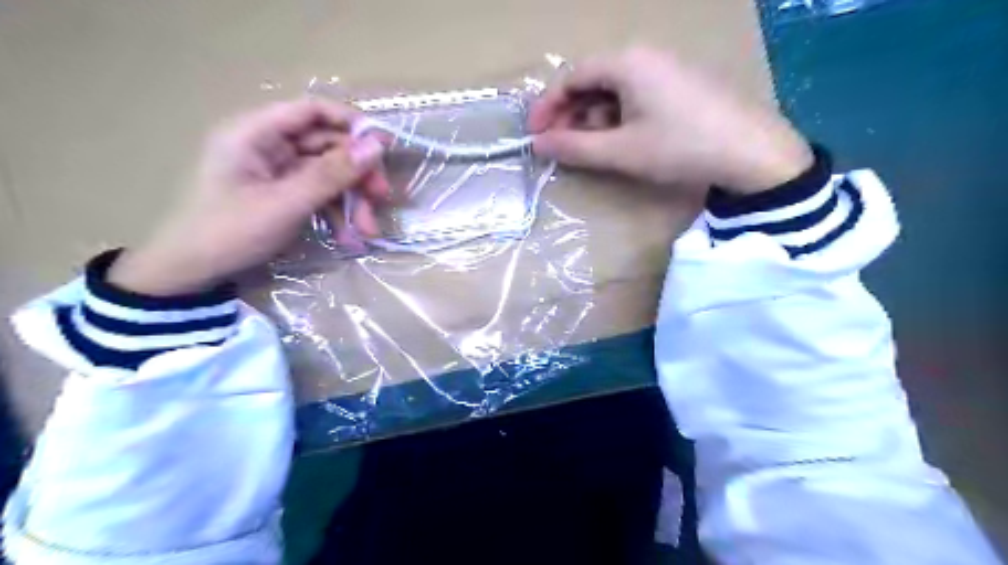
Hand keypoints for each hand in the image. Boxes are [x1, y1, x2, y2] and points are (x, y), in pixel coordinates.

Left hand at [108, 99, 386, 297]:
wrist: (191, 273)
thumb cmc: (230, 232)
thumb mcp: (286, 203)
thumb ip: (332, 174)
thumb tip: (376, 147)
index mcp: (255, 133)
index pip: (311, 111)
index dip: (351, 124)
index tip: (384, 147)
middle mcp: (267, 145)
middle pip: (326, 145)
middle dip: (357, 173)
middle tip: (382, 197)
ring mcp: (276, 171)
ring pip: (328, 173)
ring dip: (352, 200)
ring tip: (367, 231)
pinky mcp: (283, 193)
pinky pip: (319, 194)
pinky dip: (336, 213)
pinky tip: (348, 237)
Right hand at [528, 45, 809, 193]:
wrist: (752, 153)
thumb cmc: (679, 147)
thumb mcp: (621, 151)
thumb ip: (574, 148)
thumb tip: (538, 145)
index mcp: (626, 63)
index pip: (571, 77)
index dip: (547, 107)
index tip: (534, 135)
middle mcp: (644, 56)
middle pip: (592, 81)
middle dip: (570, 115)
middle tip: (559, 146)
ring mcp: (666, 69)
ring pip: (614, 91)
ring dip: (594, 119)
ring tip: (588, 149)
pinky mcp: (681, 85)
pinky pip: (637, 96)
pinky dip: (618, 118)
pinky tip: (620, 141)